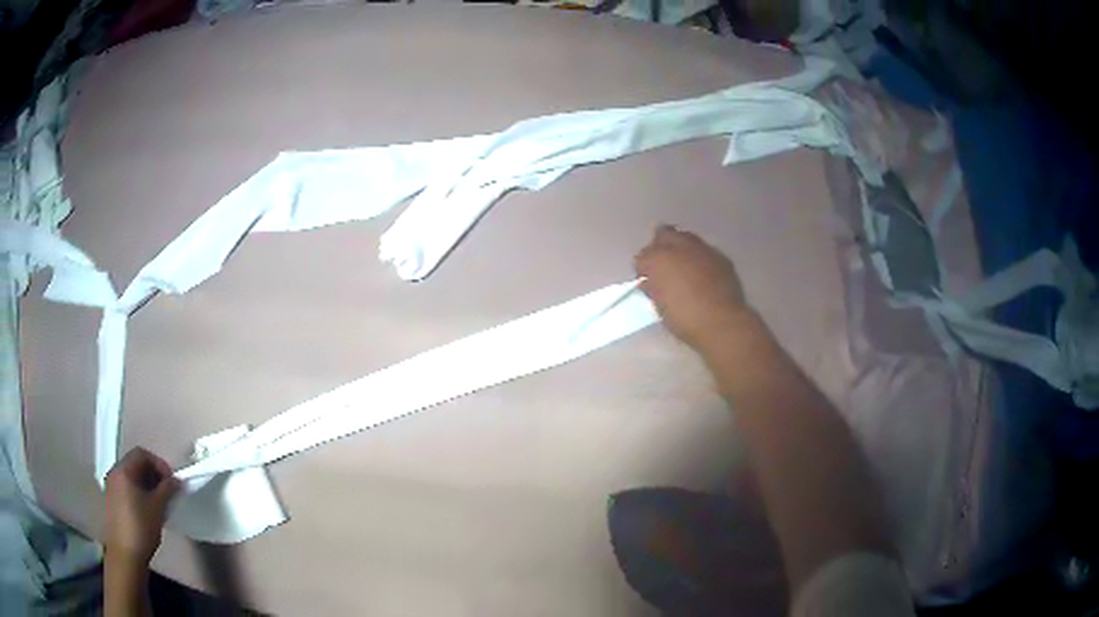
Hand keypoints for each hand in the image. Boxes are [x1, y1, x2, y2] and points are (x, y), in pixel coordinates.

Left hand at [104, 447, 180, 565]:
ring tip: (160, 502)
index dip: (159, 463)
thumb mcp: (157, 508)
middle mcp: (115, 472)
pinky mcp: (112, 500)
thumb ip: (167, 490)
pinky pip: (127, 487)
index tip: (172, 481)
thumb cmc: (141, 527)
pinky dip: (139, 492)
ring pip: (131, 476)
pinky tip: (148, 509)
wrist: (125, 553)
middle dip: (153, 474)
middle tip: (168, 491)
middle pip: (135, 463)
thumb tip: (176, 480)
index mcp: (124, 470)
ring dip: (147, 484)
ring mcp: (112, 486)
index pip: (142, 454)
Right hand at [634, 225, 749, 348]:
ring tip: (684, 269)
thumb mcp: (659, 306)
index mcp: (658, 260)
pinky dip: (700, 260)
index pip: (642, 256)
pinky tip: (702, 276)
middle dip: (661, 246)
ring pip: (687, 239)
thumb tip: (650, 282)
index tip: (647, 279)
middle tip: (662, 266)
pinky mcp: (721, 258)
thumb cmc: (684, 319)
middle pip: (664, 234)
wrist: (722, 323)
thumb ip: (652, 288)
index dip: (643, 268)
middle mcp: (679, 246)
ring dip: (682, 250)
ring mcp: (703, 250)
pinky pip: (705, 252)